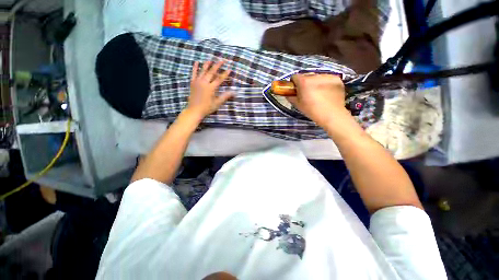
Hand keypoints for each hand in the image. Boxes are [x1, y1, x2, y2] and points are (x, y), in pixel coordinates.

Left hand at [186, 60, 233, 118]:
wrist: (194, 110)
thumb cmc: (207, 107)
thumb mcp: (217, 103)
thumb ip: (225, 96)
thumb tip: (234, 92)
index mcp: (211, 88)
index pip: (219, 79)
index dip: (225, 74)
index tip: (229, 69)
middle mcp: (204, 82)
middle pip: (211, 72)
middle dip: (217, 66)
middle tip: (222, 60)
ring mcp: (197, 82)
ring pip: (203, 71)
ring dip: (207, 64)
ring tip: (211, 60)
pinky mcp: (192, 83)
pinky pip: (193, 73)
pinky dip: (195, 67)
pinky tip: (196, 62)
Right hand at [286, 74, 346, 127]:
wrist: (331, 114)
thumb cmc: (312, 110)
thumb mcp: (298, 105)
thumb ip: (291, 97)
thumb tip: (288, 94)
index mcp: (304, 82)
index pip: (295, 76)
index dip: (294, 83)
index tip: (296, 89)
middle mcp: (315, 76)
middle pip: (307, 76)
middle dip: (306, 82)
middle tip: (308, 92)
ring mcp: (328, 76)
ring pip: (318, 77)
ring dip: (316, 82)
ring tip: (319, 93)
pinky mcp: (337, 79)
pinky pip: (328, 79)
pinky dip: (326, 84)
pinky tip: (327, 92)